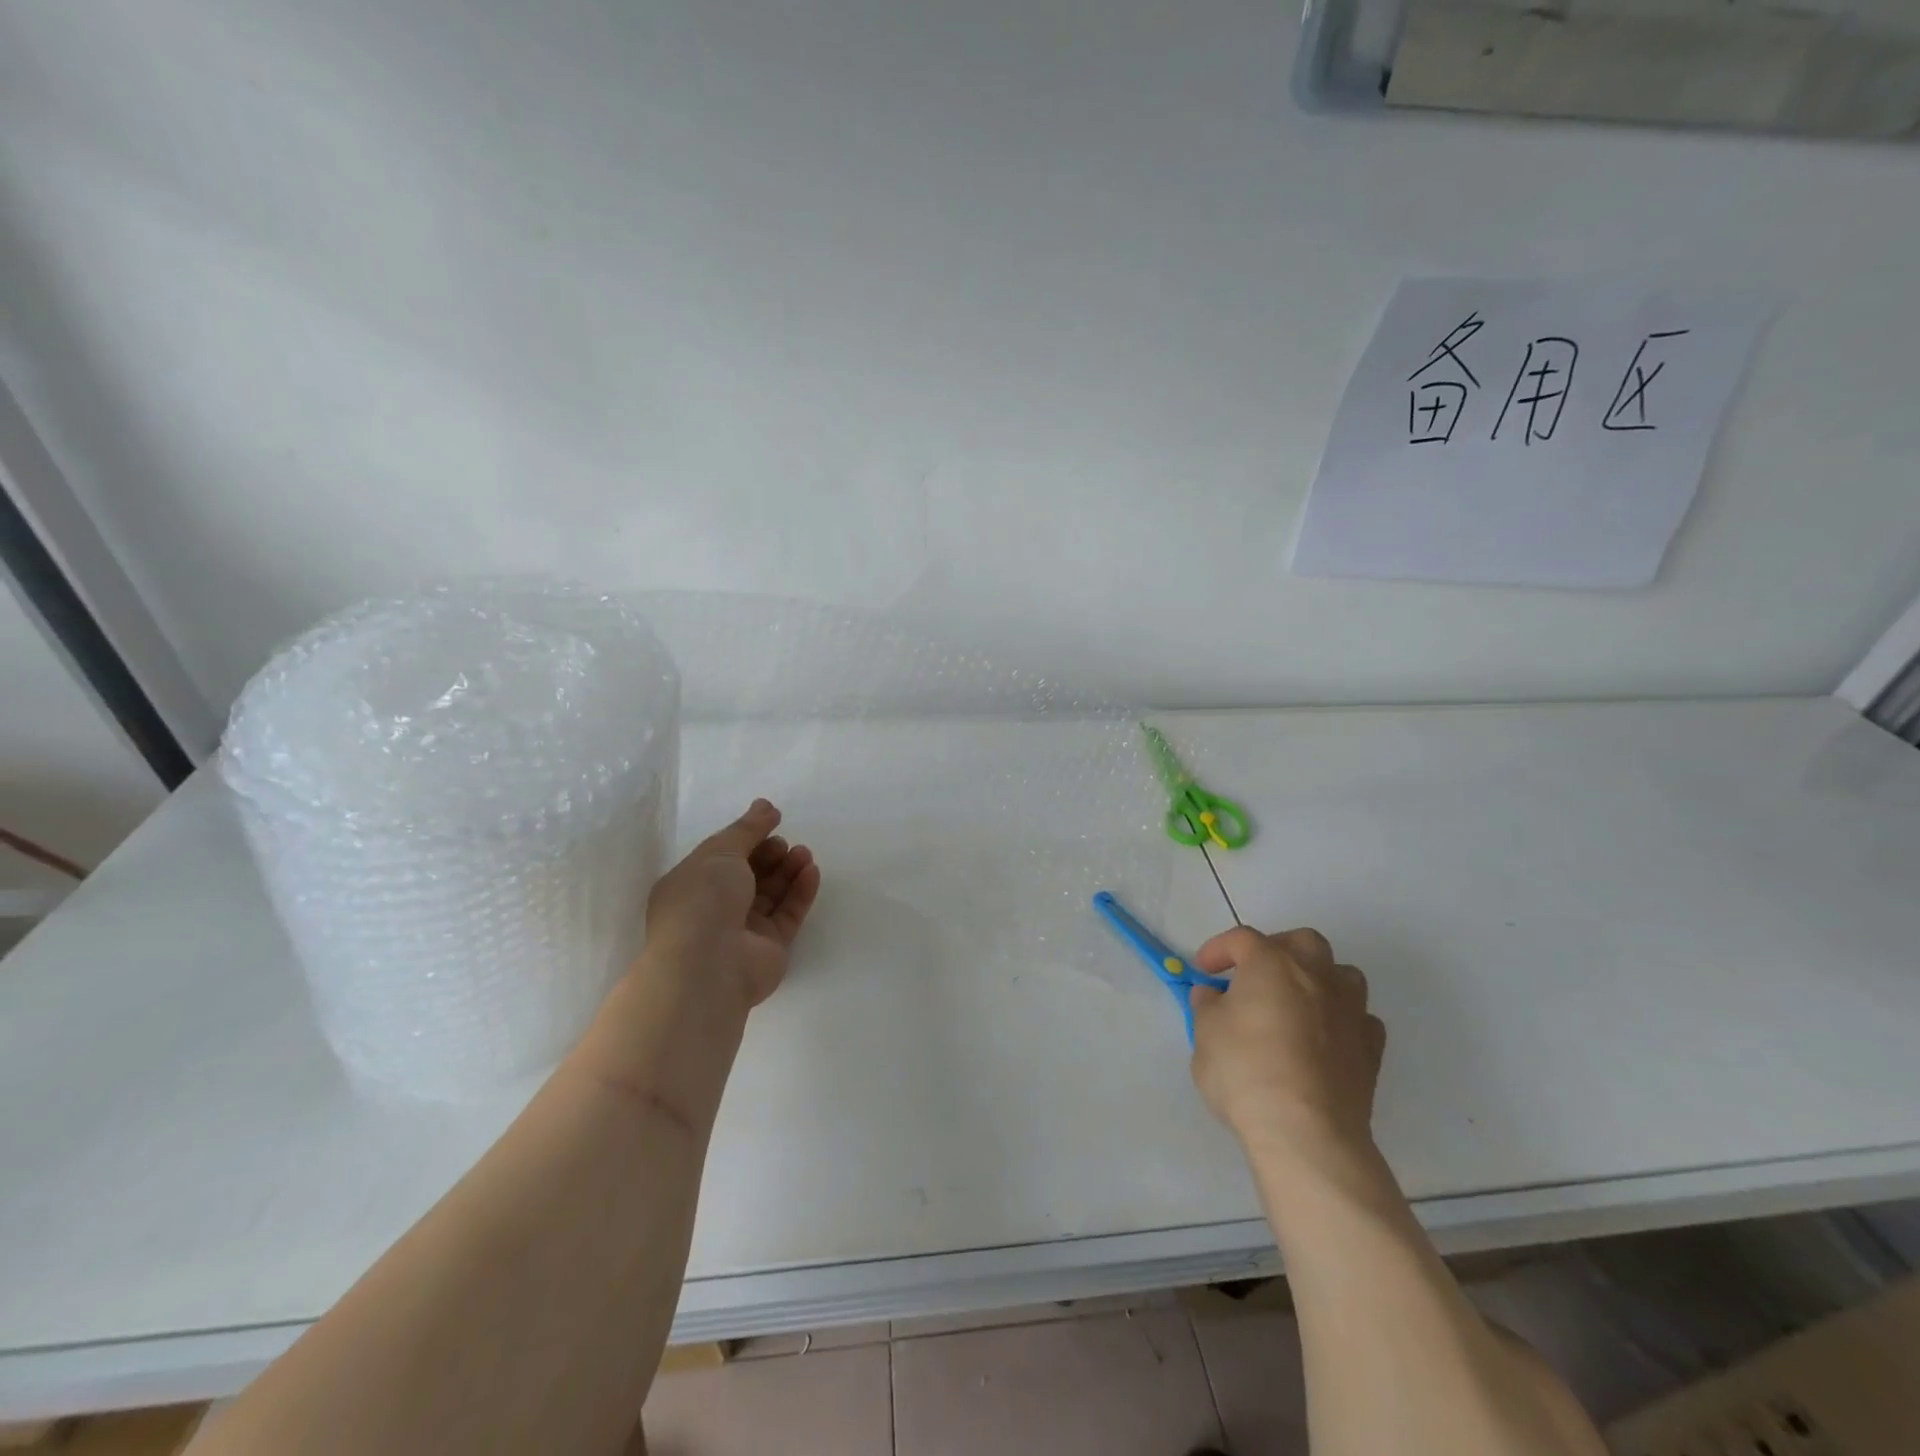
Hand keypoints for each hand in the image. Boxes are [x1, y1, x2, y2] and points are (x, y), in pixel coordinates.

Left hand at [642, 799, 821, 1011]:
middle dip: (769, 855)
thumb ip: (747, 828)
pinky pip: (788, 914)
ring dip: (788, 870)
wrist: (709, 965)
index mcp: (691, 885)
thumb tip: (766, 806)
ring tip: (804, 853)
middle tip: (784, 843)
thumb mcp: (721, 852)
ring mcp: (743, 930)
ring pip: (771, 894)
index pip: (722, 856)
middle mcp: (714, 908)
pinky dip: (800, 892)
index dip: (747, 837)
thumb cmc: (703, 900)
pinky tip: (811, 871)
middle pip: (749, 875)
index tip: (772, 821)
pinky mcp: (770, 947)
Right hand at [1188, 926, 1385, 1159]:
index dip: (1218, 949)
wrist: (1306, 1132)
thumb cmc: (1245, 1071)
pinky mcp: (1371, 1049)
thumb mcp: (1205, 1034)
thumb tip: (1212, 995)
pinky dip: (1341, 1020)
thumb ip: (1207, 1007)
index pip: (1241, 939)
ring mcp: (1349, 1010)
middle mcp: (1315, 975)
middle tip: (1256, 974)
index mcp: (1270, 963)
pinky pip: (1360, 1018)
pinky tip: (1324, 1039)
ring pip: (1342, 974)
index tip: (1203, 971)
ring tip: (1296, 1002)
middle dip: (1278, 949)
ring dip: (1318, 979)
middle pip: (1303, 942)